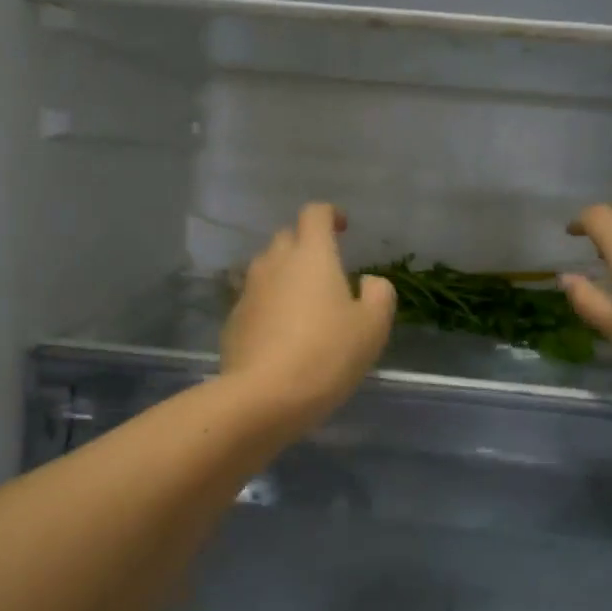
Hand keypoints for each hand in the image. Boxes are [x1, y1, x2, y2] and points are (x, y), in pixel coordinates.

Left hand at [222, 204, 396, 427]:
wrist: (264, 396)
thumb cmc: (327, 355)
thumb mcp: (372, 327)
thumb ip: (379, 294)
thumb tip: (368, 281)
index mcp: (311, 256)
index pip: (315, 213)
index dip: (330, 215)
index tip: (342, 229)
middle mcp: (275, 263)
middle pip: (287, 237)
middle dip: (306, 245)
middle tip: (326, 272)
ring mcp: (248, 291)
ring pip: (267, 268)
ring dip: (285, 276)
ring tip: (303, 304)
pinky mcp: (233, 320)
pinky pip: (254, 300)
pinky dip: (269, 305)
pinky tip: (281, 334)